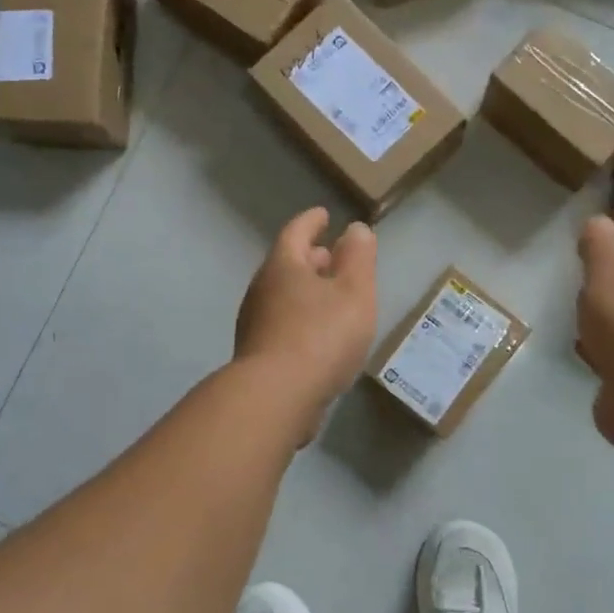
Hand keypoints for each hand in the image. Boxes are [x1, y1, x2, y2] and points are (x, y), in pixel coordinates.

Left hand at [235, 208, 377, 441]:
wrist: (276, 398)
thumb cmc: (321, 336)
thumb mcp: (354, 291)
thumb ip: (358, 257)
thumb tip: (354, 229)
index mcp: (283, 266)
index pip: (297, 232)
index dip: (312, 221)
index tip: (323, 215)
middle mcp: (262, 289)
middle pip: (287, 264)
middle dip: (310, 257)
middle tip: (331, 255)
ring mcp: (255, 324)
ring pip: (283, 295)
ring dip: (305, 290)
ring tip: (330, 296)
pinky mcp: (257, 356)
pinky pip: (282, 324)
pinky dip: (301, 318)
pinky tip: (318, 336)